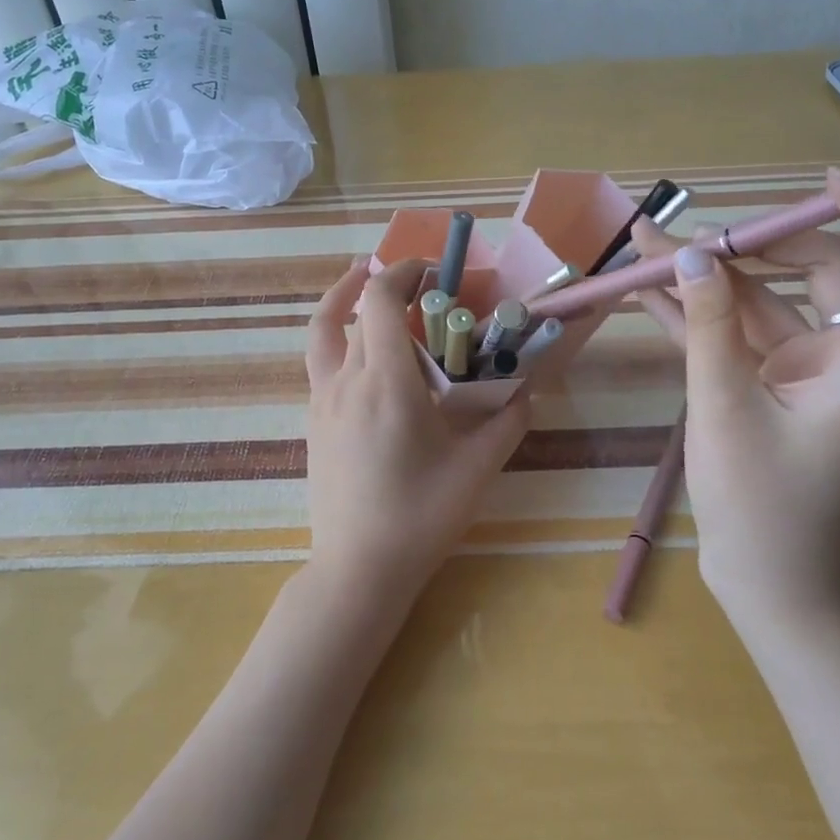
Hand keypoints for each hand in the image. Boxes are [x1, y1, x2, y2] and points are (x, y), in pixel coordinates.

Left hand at [303, 258, 530, 605]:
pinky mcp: (314, 422)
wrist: (358, 569)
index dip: (402, 271)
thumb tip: (525, 390)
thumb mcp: (477, 469)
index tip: (432, 270)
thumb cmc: (420, 517)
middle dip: (385, 286)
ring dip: (345, 301)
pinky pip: (321, 363)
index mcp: (386, 383)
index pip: (379, 300)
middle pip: (353, 310)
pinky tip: (367, 358)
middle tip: (419, 289)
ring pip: (325, 333)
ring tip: (367, 289)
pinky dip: (339, 339)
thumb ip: (507, 422)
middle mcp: (346, 381)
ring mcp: (322, 401)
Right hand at [631, 168, 839, 626]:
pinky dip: (698, 311)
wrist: (767, 586)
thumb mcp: (725, 411)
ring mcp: (808, 367)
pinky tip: (647, 290)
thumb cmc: (764, 513)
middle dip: (755, 244)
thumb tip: (688, 255)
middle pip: (828, 269)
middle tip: (683, 242)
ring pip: (770, 297)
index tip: (831, 188)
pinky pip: (738, 331)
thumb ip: (708, 328)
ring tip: (643, 249)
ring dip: (709, 275)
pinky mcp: (771, 382)